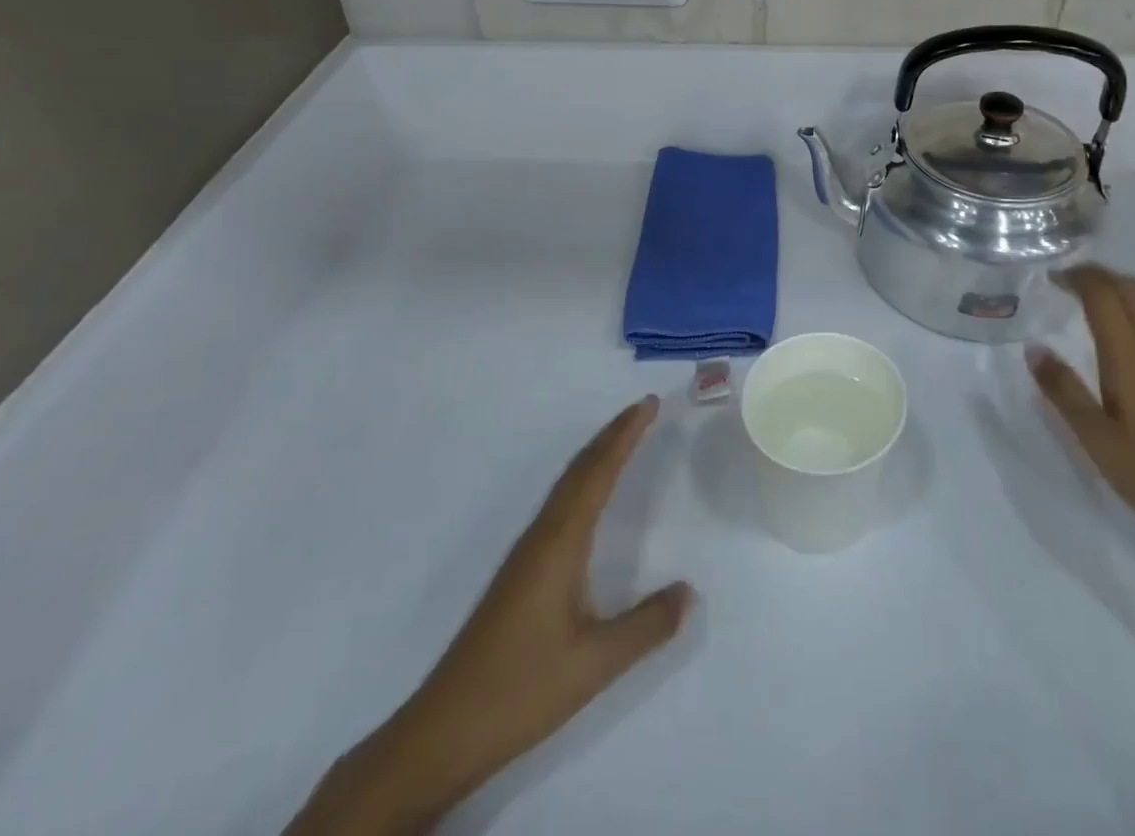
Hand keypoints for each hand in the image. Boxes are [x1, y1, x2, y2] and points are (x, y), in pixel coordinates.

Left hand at [289, 397, 691, 835]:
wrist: (444, 731)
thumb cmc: (521, 690)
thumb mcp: (595, 663)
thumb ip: (646, 626)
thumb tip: (689, 592)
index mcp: (560, 543)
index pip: (598, 473)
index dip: (624, 436)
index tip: (648, 404)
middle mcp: (542, 536)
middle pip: (580, 469)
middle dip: (613, 435)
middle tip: (644, 408)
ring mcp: (526, 553)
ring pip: (566, 485)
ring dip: (596, 455)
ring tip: (623, 438)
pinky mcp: (520, 573)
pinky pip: (559, 505)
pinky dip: (582, 481)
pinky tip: (586, 498)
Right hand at [1029, 266, 1134, 560]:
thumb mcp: (1100, 442)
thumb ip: (1065, 392)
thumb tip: (1034, 349)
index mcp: (1132, 356)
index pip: (1103, 295)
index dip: (1076, 278)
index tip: (1052, 278)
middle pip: (1131, 287)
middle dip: (1100, 277)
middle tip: (1070, 285)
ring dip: (1124, 287)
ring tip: (1099, 301)